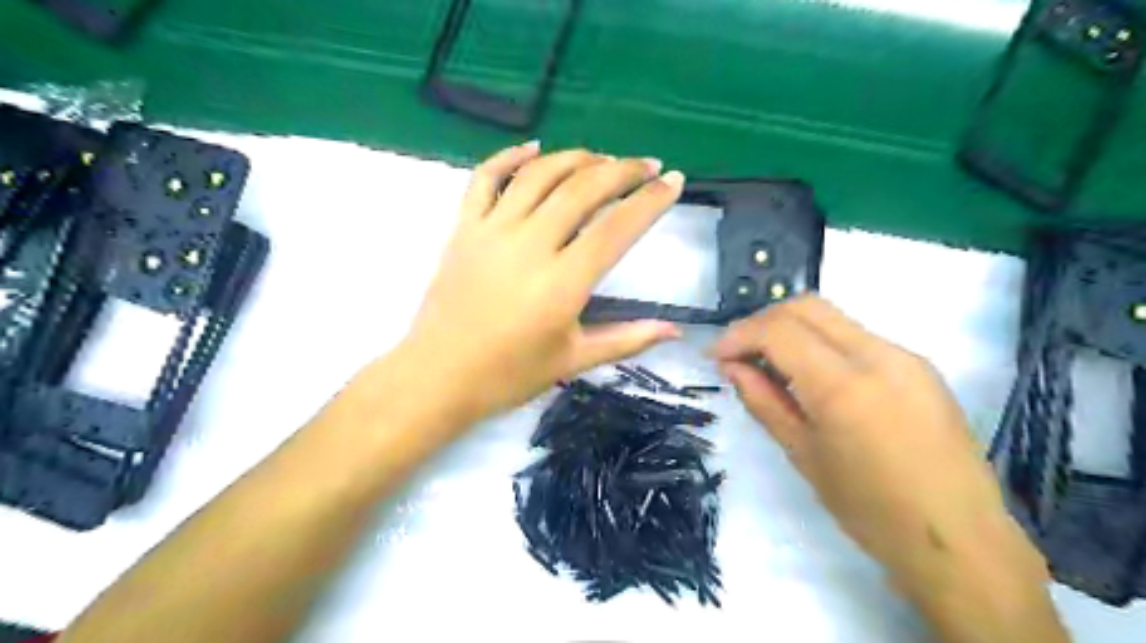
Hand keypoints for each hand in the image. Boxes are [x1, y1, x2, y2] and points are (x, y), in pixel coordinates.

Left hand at [390, 142, 683, 425]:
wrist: (438, 377)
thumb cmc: (508, 375)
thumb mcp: (573, 360)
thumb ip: (627, 340)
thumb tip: (676, 331)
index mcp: (562, 283)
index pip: (617, 228)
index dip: (650, 200)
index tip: (674, 181)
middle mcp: (530, 246)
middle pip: (583, 190)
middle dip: (623, 170)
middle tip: (647, 165)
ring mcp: (492, 231)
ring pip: (540, 175)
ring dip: (576, 158)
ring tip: (603, 158)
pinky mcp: (464, 228)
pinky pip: (486, 178)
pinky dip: (511, 156)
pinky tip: (534, 147)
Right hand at [713, 297, 1045, 592]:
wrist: (959, 541)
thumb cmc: (870, 510)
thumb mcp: (802, 454)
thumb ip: (763, 401)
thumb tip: (732, 366)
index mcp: (844, 386)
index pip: (779, 330)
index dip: (738, 335)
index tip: (716, 356)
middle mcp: (878, 355)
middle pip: (807, 307)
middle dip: (762, 322)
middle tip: (739, 353)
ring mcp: (904, 356)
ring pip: (832, 317)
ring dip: (791, 330)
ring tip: (770, 364)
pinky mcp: (919, 365)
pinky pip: (856, 337)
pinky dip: (821, 344)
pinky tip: (811, 376)